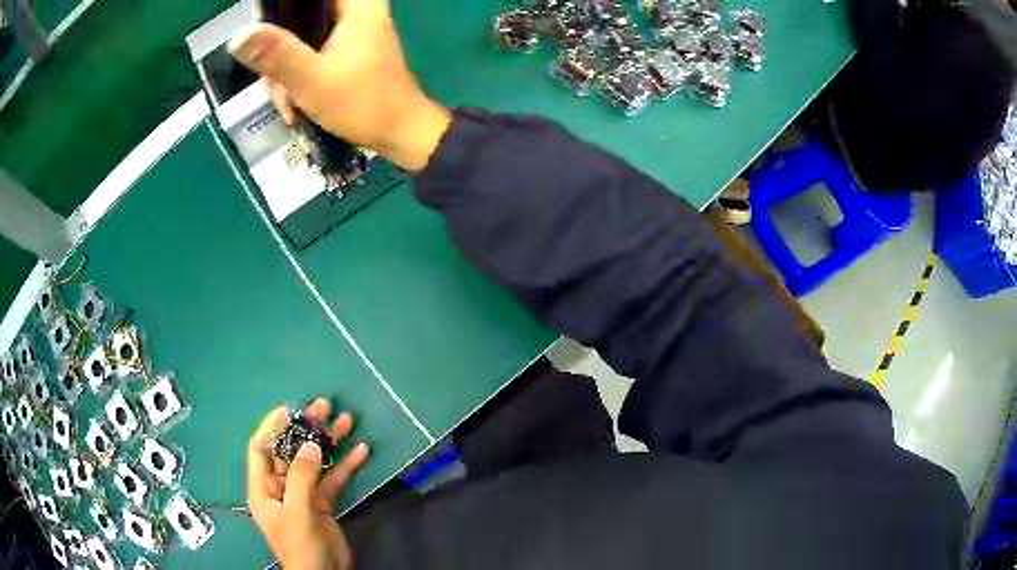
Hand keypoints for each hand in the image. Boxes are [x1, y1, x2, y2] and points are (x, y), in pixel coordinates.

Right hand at [228, 0, 451, 171]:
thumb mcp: (312, 80)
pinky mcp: (345, 47)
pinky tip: (294, 100)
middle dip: (277, 50)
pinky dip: (297, 73)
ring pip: (300, 34)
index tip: (264, 34)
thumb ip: (277, 55)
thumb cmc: (362, 103)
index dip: (280, 9)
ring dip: (285, 69)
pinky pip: (309, 50)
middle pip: (298, 14)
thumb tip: (240, 34)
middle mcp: (354, 10)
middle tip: (274, 82)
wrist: (399, 132)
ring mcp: (349, 29)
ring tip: (287, 101)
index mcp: (355, 5)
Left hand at [247, 399, 369, 569]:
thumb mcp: (296, 512)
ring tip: (345, 421)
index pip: (261, 448)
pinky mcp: (322, 502)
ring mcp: (302, 494)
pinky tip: (360, 451)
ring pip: (314, 462)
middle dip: (305, 429)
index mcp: (263, 487)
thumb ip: (301, 477)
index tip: (290, 408)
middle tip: (324, 407)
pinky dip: (346, 465)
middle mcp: (280, 486)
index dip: (272, 426)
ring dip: (328, 442)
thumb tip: (311, 444)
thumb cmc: (300, 545)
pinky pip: (333, 479)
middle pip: (290, 451)